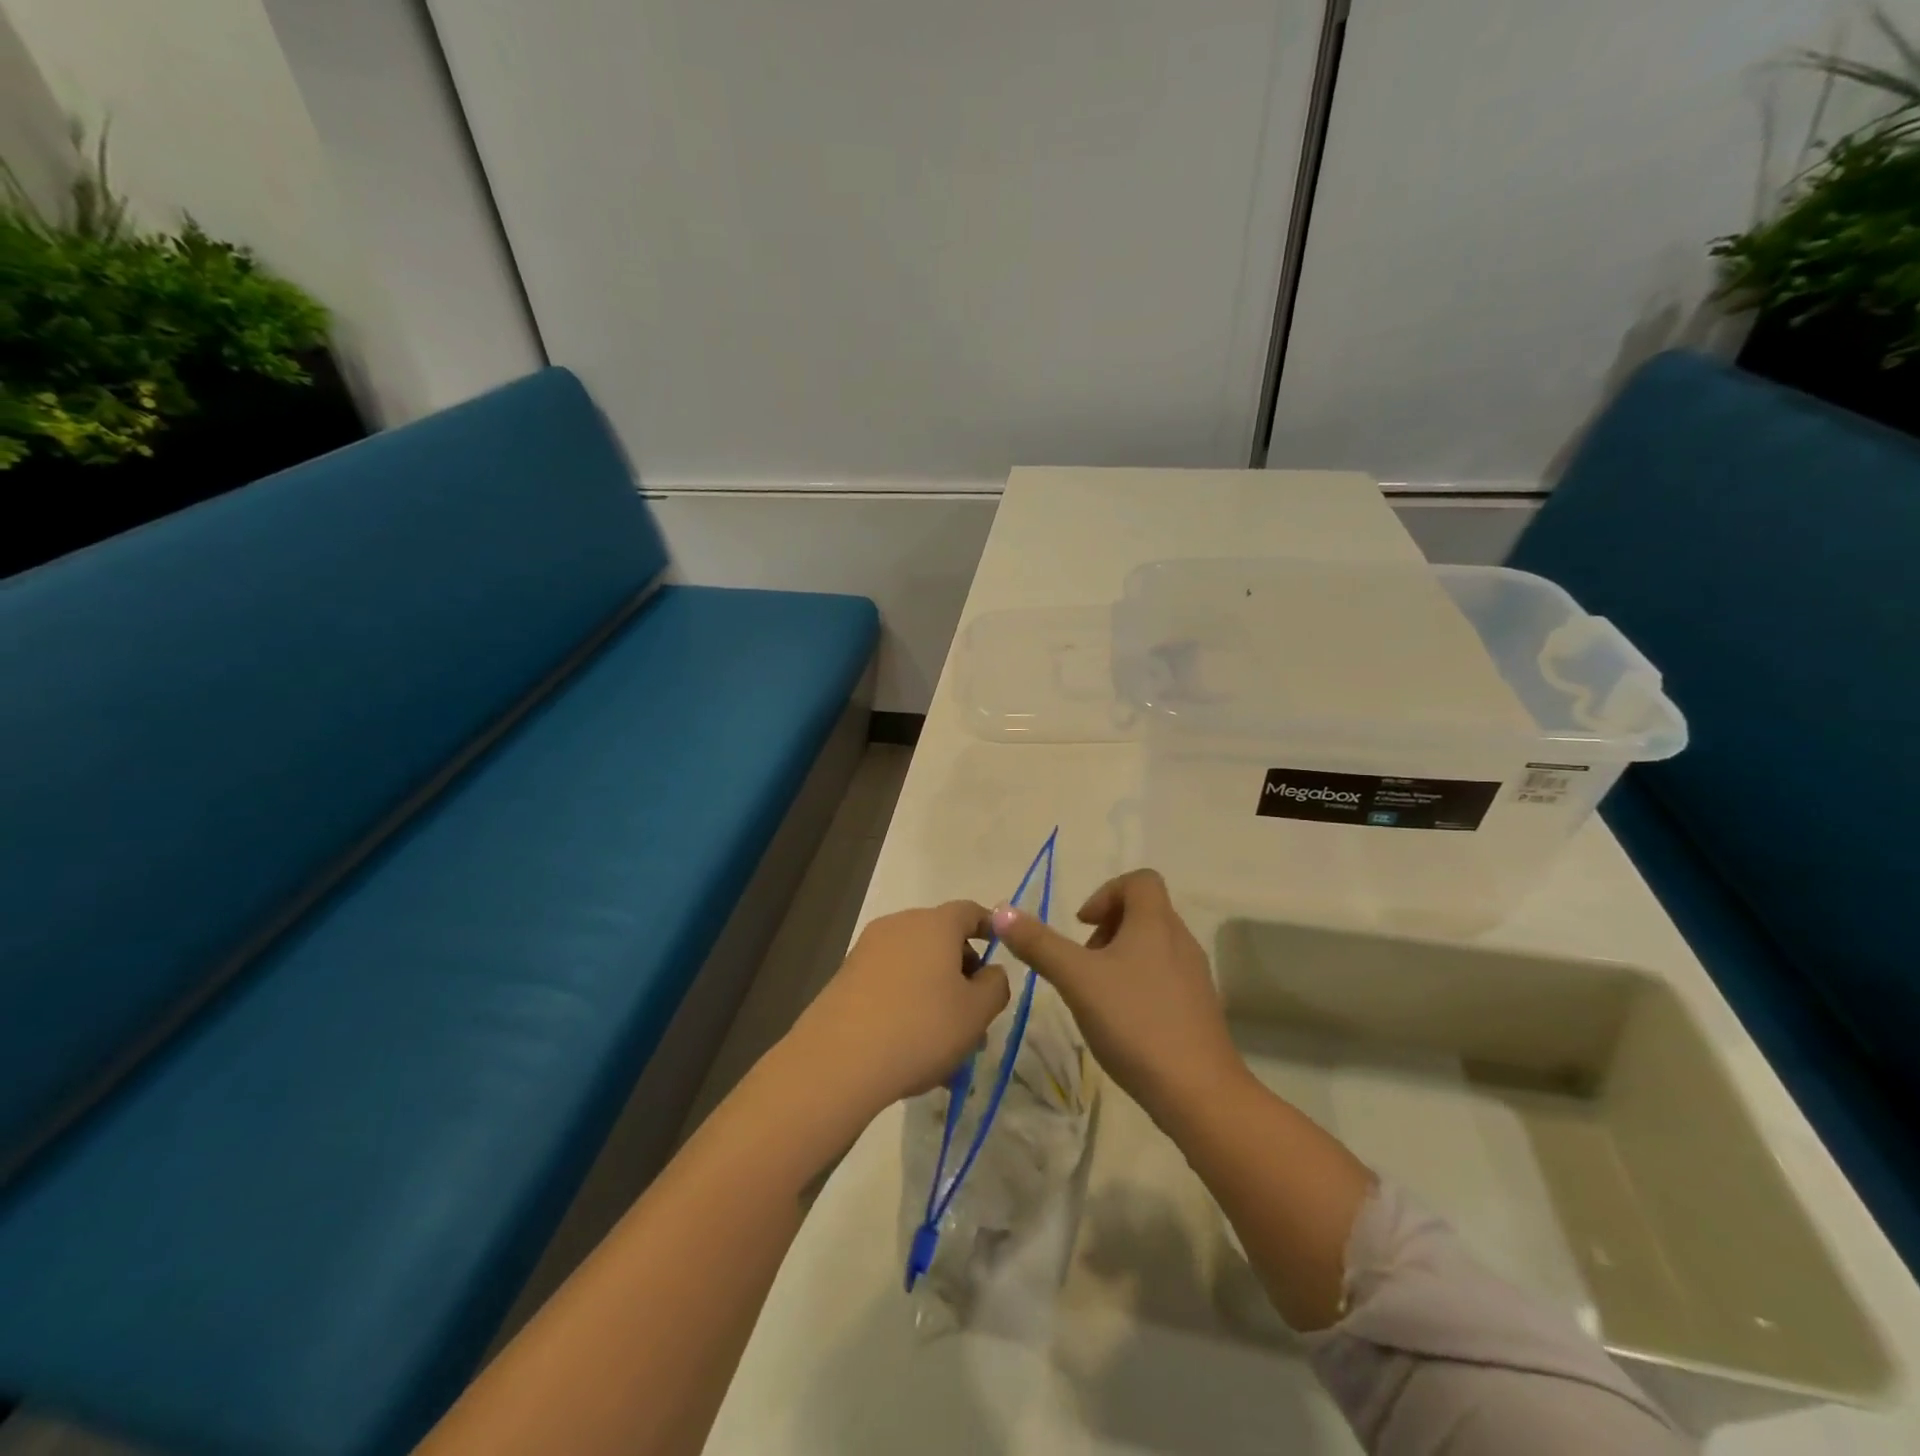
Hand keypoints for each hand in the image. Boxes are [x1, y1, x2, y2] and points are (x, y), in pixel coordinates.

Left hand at [787, 900, 1010, 1113]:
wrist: (838, 1060)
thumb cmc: (921, 1028)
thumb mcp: (976, 1013)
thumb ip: (995, 985)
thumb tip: (989, 972)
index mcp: (935, 924)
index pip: (970, 911)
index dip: (990, 927)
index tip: (1001, 949)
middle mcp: (900, 925)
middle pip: (941, 938)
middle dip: (962, 971)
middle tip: (976, 1013)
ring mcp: (868, 949)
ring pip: (915, 965)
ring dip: (935, 993)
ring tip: (947, 1044)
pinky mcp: (846, 976)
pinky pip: (890, 981)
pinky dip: (907, 1002)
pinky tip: (913, 1046)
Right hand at [992, 869, 1245, 1126]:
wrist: (1198, 1092)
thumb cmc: (1135, 1022)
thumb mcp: (1077, 980)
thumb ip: (1039, 945)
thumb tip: (1001, 911)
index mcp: (1155, 923)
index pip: (1140, 880)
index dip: (1106, 892)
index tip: (1081, 925)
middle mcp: (1180, 940)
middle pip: (1144, 912)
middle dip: (1107, 928)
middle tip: (1083, 962)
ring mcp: (1194, 975)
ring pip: (1153, 945)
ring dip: (1121, 956)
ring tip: (1097, 992)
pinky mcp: (1198, 1007)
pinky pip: (1165, 976)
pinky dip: (1139, 982)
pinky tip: (1121, 1020)